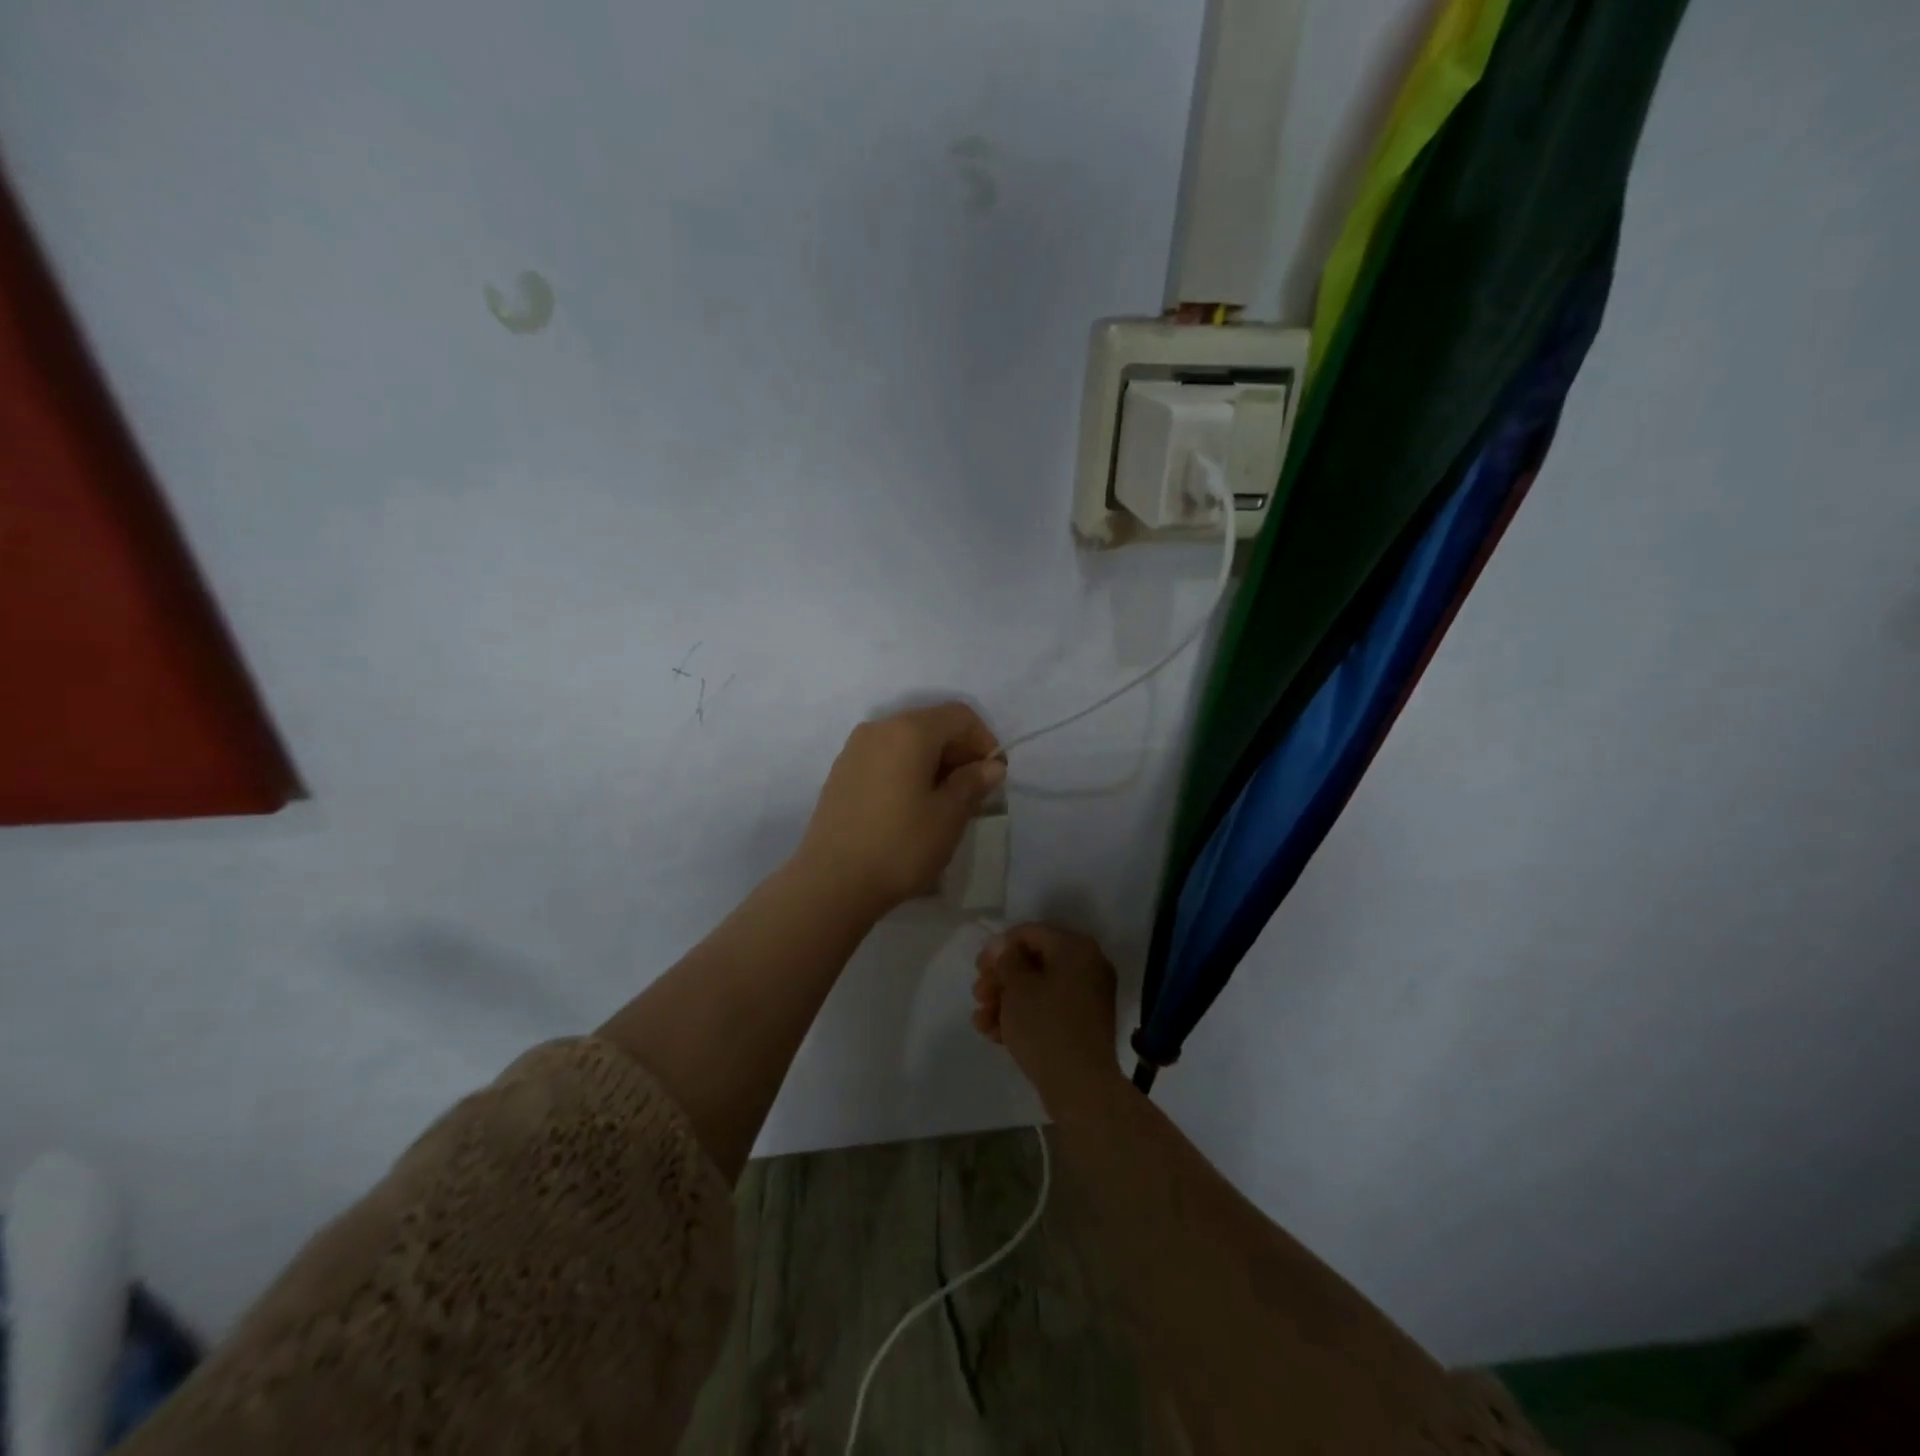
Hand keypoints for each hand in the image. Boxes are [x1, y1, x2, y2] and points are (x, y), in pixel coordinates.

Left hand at [797, 703, 1004, 912]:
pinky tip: (911, 807)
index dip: (984, 741)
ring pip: (907, 742)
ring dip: (933, 763)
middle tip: (973, 792)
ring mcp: (854, 749)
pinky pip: (885, 758)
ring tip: (944, 802)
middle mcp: (879, 728)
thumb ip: (972, 782)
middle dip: (959, 752)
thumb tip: (990, 766)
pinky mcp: (841, 772)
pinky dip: (907, 771)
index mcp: (909, 731)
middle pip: (931, 725)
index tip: (993, 777)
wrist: (832, 882)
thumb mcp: (949, 816)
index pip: (959, 716)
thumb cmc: (900, 845)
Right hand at [972, 924, 1120, 1103]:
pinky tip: (995, 1034)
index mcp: (1075, 948)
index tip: (979, 968)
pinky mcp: (1081, 1024)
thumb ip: (1007, 960)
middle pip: (1033, 961)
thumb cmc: (1045, 1026)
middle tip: (978, 995)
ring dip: (1005, 1000)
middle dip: (1000, 978)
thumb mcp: (1018, 988)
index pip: (1030, 933)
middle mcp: (1086, 966)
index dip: (999, 947)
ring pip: (1037, 988)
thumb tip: (1004, 946)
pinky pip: (1048, 1009)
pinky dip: (1023, 1017)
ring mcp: (1086, 997)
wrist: (1081, 1087)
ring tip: (981, 1021)